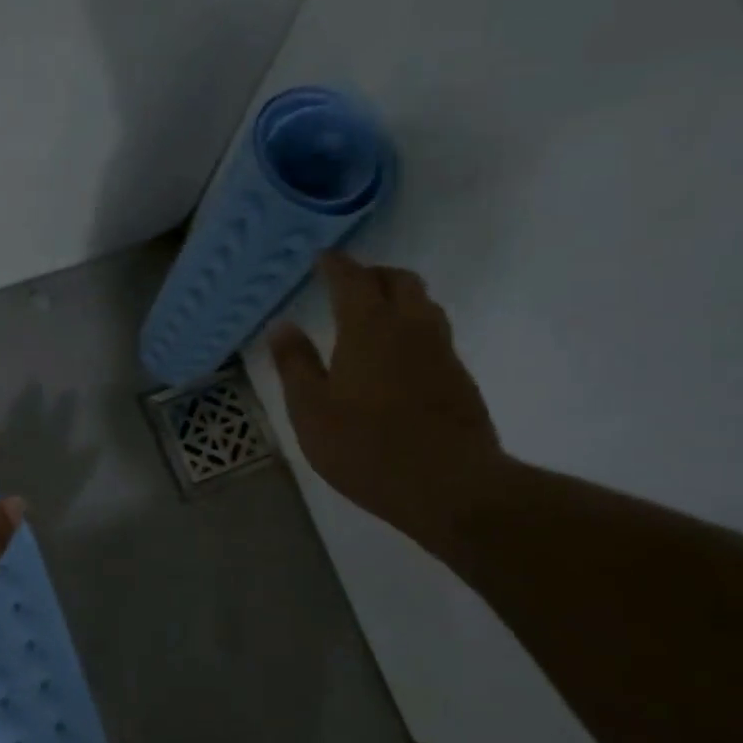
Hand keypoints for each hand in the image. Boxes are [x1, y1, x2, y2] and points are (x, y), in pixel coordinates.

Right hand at [269, 253, 508, 552]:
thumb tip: (282, 326)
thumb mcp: (311, 411)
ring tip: (376, 315)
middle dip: (373, 274)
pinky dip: (414, 329)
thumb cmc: (366, 447)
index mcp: (369, 327)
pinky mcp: (460, 377)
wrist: (449, 485)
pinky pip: (435, 335)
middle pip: (399, 280)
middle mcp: (411, 326)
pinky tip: (399, 358)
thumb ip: (295, 364)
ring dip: (399, 298)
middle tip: (350, 284)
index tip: (323, 258)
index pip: (352, 278)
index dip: (336, 264)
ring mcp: (442, 351)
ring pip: (424, 305)